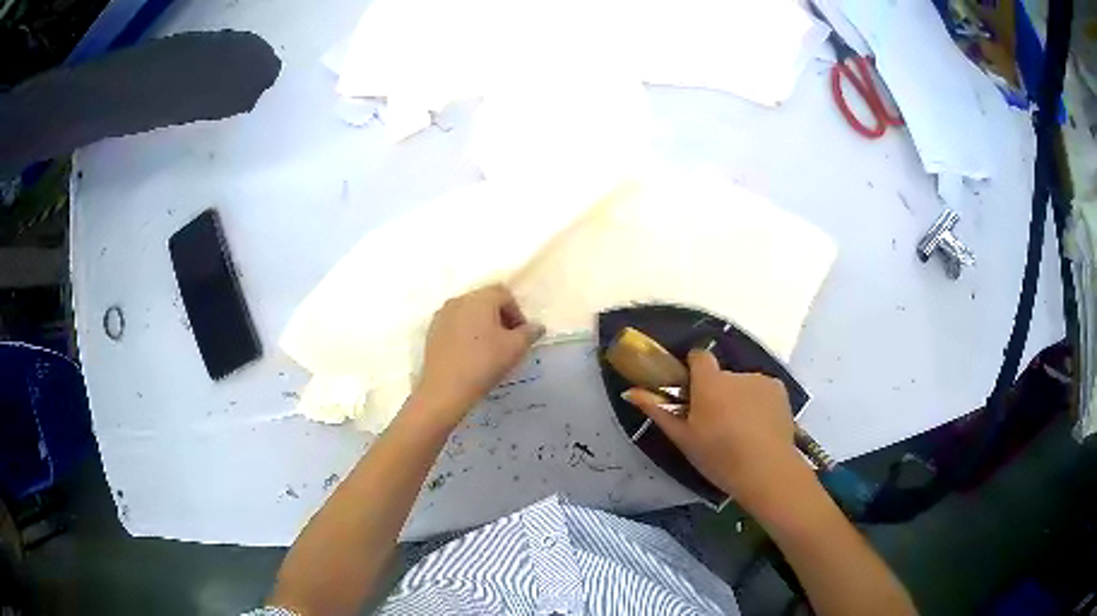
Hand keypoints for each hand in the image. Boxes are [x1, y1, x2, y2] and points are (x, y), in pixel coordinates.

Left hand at [410, 285, 543, 428]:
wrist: (445, 389)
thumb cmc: (483, 363)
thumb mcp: (515, 348)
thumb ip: (529, 333)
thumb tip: (537, 327)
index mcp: (479, 298)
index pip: (504, 294)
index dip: (517, 312)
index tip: (522, 335)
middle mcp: (458, 300)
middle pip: (485, 301)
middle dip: (500, 318)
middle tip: (509, 341)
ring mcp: (442, 316)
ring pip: (469, 313)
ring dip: (483, 325)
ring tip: (490, 349)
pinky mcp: (432, 332)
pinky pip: (455, 325)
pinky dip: (466, 333)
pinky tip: (471, 354)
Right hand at [623, 348, 801, 504]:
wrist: (766, 470)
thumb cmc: (719, 457)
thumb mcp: (683, 439)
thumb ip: (658, 411)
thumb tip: (629, 391)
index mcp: (709, 383)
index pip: (699, 356)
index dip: (694, 369)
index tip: (693, 390)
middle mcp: (735, 374)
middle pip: (721, 376)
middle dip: (717, 392)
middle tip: (715, 423)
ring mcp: (760, 380)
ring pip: (742, 384)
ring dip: (739, 398)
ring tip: (741, 431)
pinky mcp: (779, 389)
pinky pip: (762, 390)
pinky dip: (758, 403)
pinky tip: (759, 427)